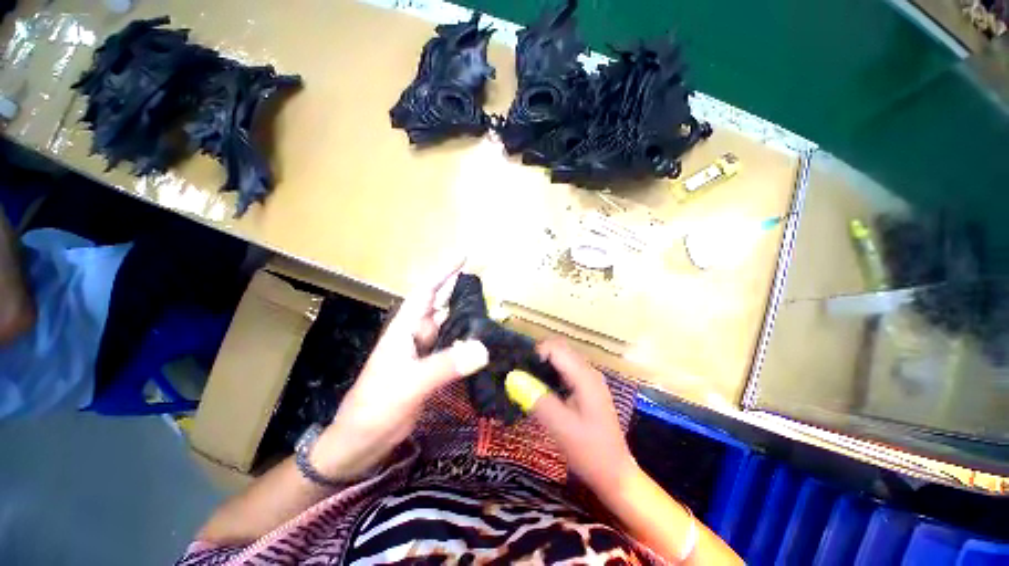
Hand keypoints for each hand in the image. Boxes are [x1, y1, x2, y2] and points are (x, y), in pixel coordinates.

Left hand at [311, 260, 488, 480]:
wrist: (360, 444)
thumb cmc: (374, 409)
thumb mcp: (408, 385)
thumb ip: (444, 366)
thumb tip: (482, 348)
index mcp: (405, 330)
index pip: (427, 292)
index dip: (444, 273)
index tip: (464, 257)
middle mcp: (416, 337)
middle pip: (442, 307)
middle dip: (462, 292)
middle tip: (490, 284)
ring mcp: (424, 354)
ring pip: (450, 329)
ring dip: (469, 319)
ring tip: (494, 310)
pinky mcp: (432, 371)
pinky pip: (454, 350)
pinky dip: (468, 344)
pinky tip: (484, 343)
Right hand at [527, 339, 637, 493]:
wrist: (615, 474)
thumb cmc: (590, 452)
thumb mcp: (561, 427)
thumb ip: (537, 399)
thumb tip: (512, 378)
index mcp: (585, 376)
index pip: (556, 348)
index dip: (535, 353)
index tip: (519, 371)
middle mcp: (589, 372)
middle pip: (560, 349)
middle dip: (538, 356)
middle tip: (520, 375)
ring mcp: (590, 379)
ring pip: (562, 359)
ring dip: (544, 364)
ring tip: (527, 381)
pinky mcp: (587, 389)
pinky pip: (565, 370)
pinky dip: (551, 373)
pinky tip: (542, 389)